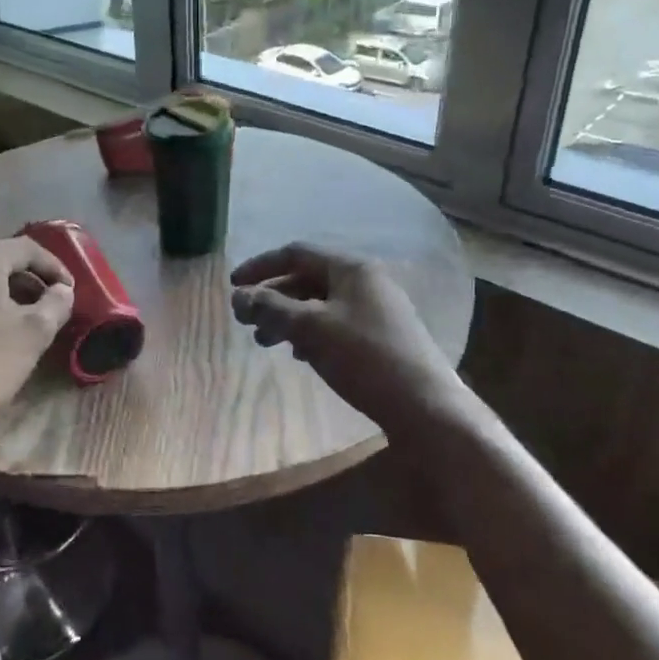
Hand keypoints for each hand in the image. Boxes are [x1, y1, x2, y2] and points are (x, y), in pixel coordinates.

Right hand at [230, 243, 464, 430]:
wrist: (425, 406)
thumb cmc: (364, 357)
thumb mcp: (311, 328)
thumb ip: (272, 307)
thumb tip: (238, 296)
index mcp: (351, 268)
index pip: (296, 253)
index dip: (260, 267)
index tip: (233, 287)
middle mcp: (365, 280)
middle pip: (306, 279)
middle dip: (272, 298)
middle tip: (247, 322)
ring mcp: (376, 308)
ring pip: (319, 304)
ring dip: (288, 318)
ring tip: (266, 343)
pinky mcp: (380, 335)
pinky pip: (335, 323)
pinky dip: (311, 333)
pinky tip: (300, 355)